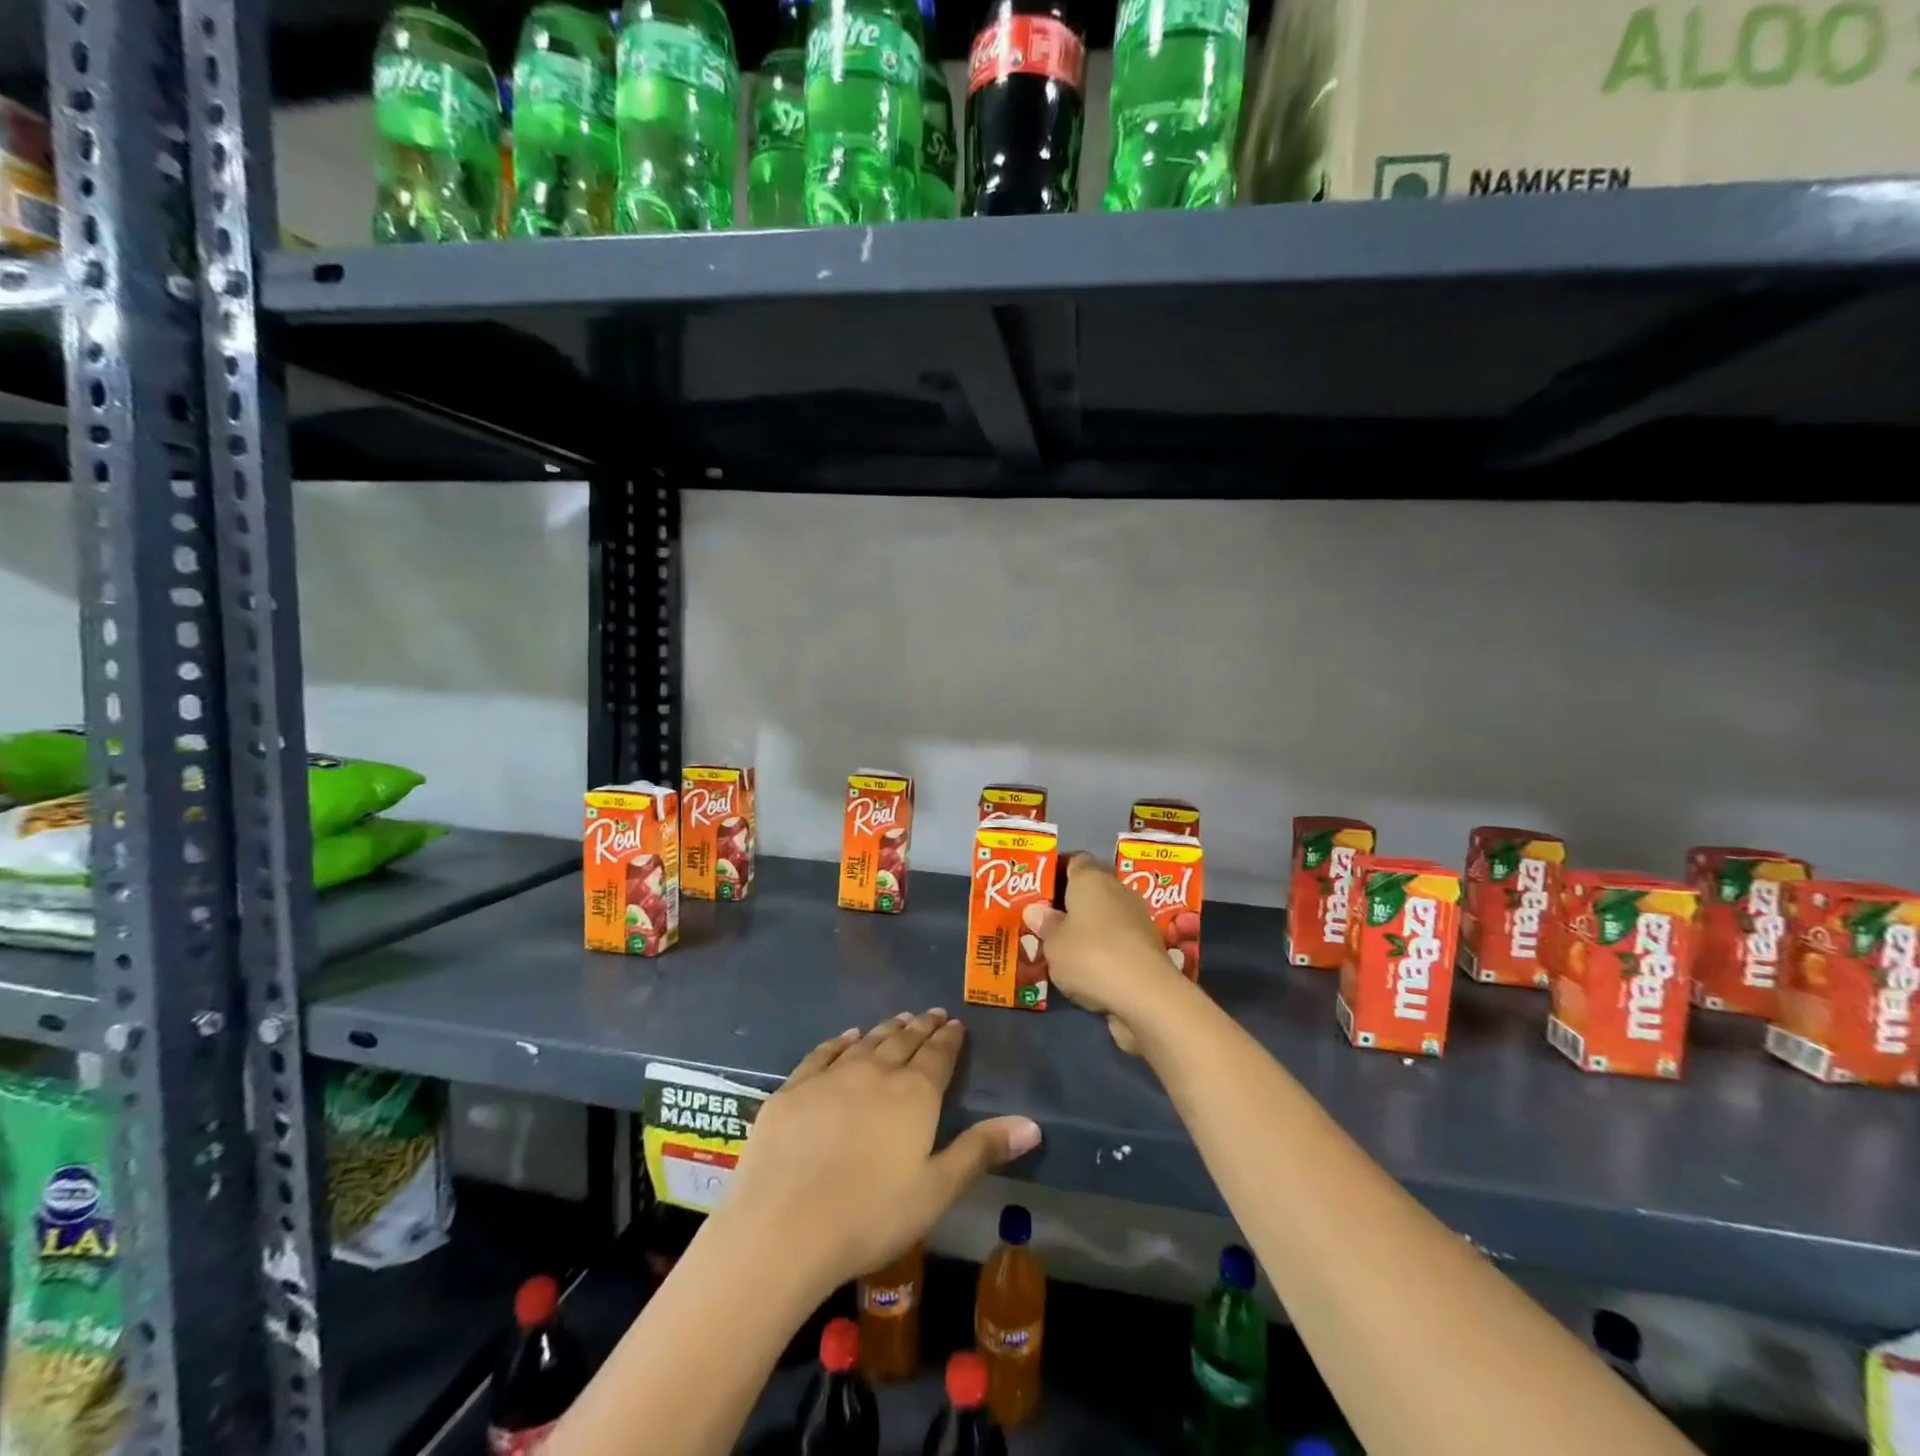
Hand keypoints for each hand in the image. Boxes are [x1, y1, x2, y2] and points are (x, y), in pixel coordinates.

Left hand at [721, 1010, 1040, 1301]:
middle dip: (921, 1027)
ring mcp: (832, 1076)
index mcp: (914, 1094)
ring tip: (899, 1019)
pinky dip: (840, 1041)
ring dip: (886, 1029)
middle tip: (931, 1014)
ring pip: (867, 1042)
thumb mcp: (937, 1190)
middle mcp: (876, 1072)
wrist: (783, 1227)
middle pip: (903, 1041)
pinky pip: (824, 1052)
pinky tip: (847, 1036)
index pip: (938, 1056)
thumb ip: (981, 1150)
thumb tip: (1033, 1124)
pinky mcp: (794, 1088)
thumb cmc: (870, 1216)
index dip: (948, 1039)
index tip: (955, 1023)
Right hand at [1023, 854, 1190, 1053]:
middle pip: (1093, 889)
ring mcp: (1139, 918)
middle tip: (1049, 922)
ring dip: (1092, 929)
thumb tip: (1036, 910)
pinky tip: (1091, 970)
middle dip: (1074, 903)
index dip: (1059, 871)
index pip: (1075, 861)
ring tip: (1067, 949)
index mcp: (1091, 879)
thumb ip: (1045, 925)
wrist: (1146, 994)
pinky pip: (1120, 941)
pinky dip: (1108, 950)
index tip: (1043, 890)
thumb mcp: (1053, 943)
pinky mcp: (1150, 947)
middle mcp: (1118, 890)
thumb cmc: (1090, 955)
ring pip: (1108, 916)